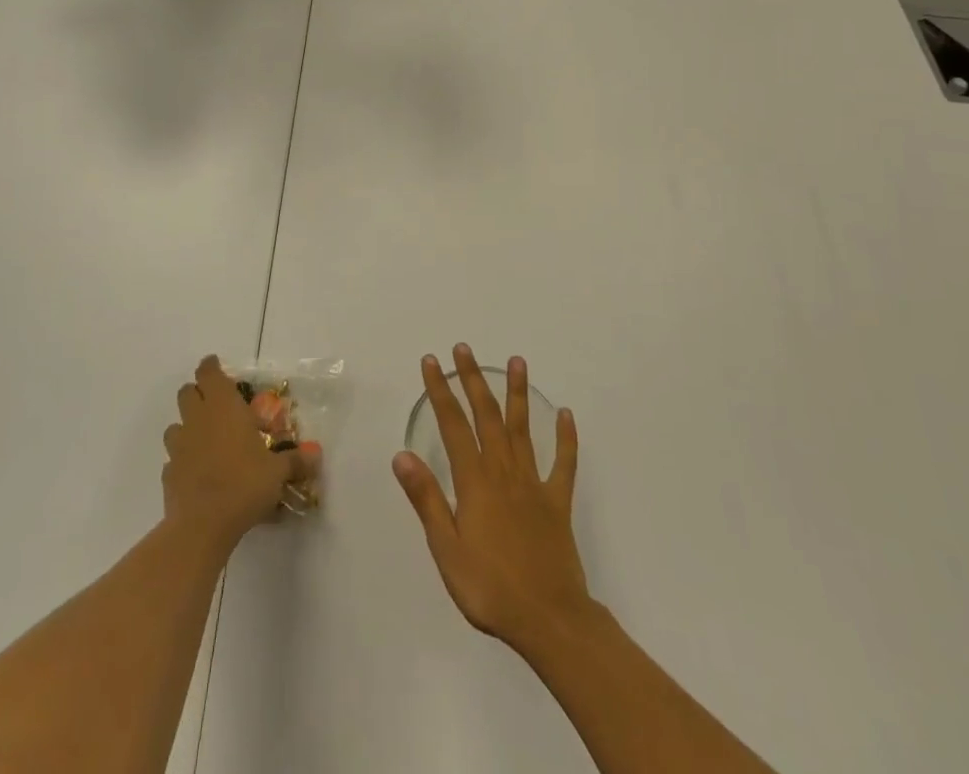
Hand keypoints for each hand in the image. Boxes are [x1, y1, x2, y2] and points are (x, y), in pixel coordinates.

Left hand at [164, 355, 300, 549]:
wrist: (202, 525)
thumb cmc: (244, 484)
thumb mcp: (277, 472)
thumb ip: (295, 461)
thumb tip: (316, 457)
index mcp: (223, 407)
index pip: (209, 372)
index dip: (211, 367)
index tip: (216, 366)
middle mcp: (198, 419)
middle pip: (187, 392)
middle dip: (198, 394)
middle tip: (216, 405)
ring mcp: (179, 446)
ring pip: (175, 425)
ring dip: (187, 427)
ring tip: (205, 441)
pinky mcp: (168, 473)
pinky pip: (173, 458)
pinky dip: (182, 460)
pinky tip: (197, 473)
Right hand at [393, 345, 591, 650]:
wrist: (549, 619)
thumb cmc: (489, 588)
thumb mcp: (446, 549)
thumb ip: (426, 499)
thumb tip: (402, 455)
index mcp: (475, 481)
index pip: (452, 424)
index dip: (441, 391)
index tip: (432, 362)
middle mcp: (503, 471)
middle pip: (487, 415)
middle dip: (473, 379)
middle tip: (464, 349)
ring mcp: (533, 483)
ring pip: (524, 428)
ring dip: (518, 393)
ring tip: (516, 361)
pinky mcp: (557, 501)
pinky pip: (563, 463)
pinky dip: (566, 438)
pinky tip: (566, 415)